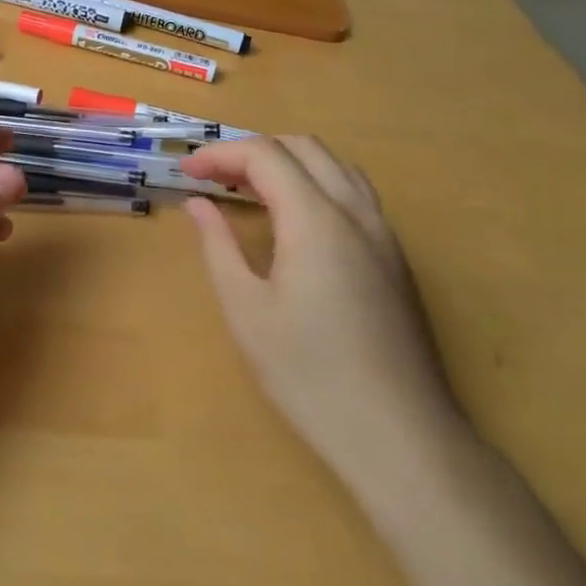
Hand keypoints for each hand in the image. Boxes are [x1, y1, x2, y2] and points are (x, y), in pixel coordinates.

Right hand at [178, 136, 463, 487]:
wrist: (401, 438)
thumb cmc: (311, 375)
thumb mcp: (247, 311)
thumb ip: (218, 246)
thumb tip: (197, 203)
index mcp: (317, 220)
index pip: (265, 154)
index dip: (220, 154)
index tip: (184, 172)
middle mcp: (356, 213)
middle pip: (303, 147)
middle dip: (252, 150)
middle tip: (213, 178)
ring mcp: (384, 235)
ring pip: (334, 165)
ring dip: (287, 162)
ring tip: (249, 190)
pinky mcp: (396, 259)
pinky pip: (354, 193)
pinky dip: (315, 183)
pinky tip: (293, 222)